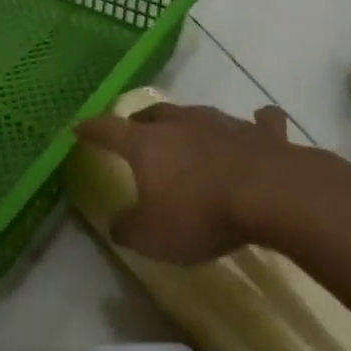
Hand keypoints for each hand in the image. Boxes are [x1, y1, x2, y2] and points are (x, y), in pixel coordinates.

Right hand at [73, 103, 297, 263]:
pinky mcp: (261, 133)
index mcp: (147, 144)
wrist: (270, 194)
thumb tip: (117, 222)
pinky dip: (255, 123)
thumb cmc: (200, 213)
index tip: (79, 127)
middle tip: (136, 132)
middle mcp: (180, 123)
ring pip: (197, 115)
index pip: (109, 130)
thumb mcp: (151, 235)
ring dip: (189, 124)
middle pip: (153, 115)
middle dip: (140, 123)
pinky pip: (257, 122)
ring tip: (186, 133)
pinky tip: (260, 121)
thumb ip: (128, 228)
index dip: (92, 129)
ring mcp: (222, 123)